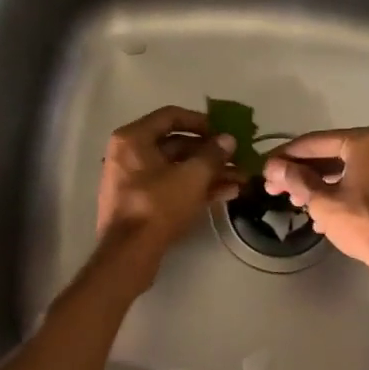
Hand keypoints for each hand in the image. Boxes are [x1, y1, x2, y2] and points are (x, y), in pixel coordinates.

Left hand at [95, 105, 240, 291]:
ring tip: (240, 180)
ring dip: (209, 172)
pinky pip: (171, 186)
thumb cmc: (158, 205)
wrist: (129, 254)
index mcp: (134, 138)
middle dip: (211, 153)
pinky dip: (195, 188)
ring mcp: (133, 180)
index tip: (224, 131)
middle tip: (238, 159)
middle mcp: (129, 154)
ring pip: (177, 168)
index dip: (202, 121)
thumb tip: (228, 140)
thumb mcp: (192, 176)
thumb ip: (213, 154)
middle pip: (176, 144)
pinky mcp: (140, 203)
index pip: (171, 116)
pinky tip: (226, 194)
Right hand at [261, 126, 368, 274]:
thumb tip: (274, 167)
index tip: (266, 168)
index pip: (315, 142)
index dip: (286, 156)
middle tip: (275, 187)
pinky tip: (320, 213)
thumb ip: (296, 179)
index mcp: (365, 140)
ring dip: (318, 184)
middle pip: (330, 154)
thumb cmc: (363, 223)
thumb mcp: (323, 201)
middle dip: (301, 172)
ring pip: (345, 168)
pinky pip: (361, 179)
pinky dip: (340, 190)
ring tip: (295, 203)